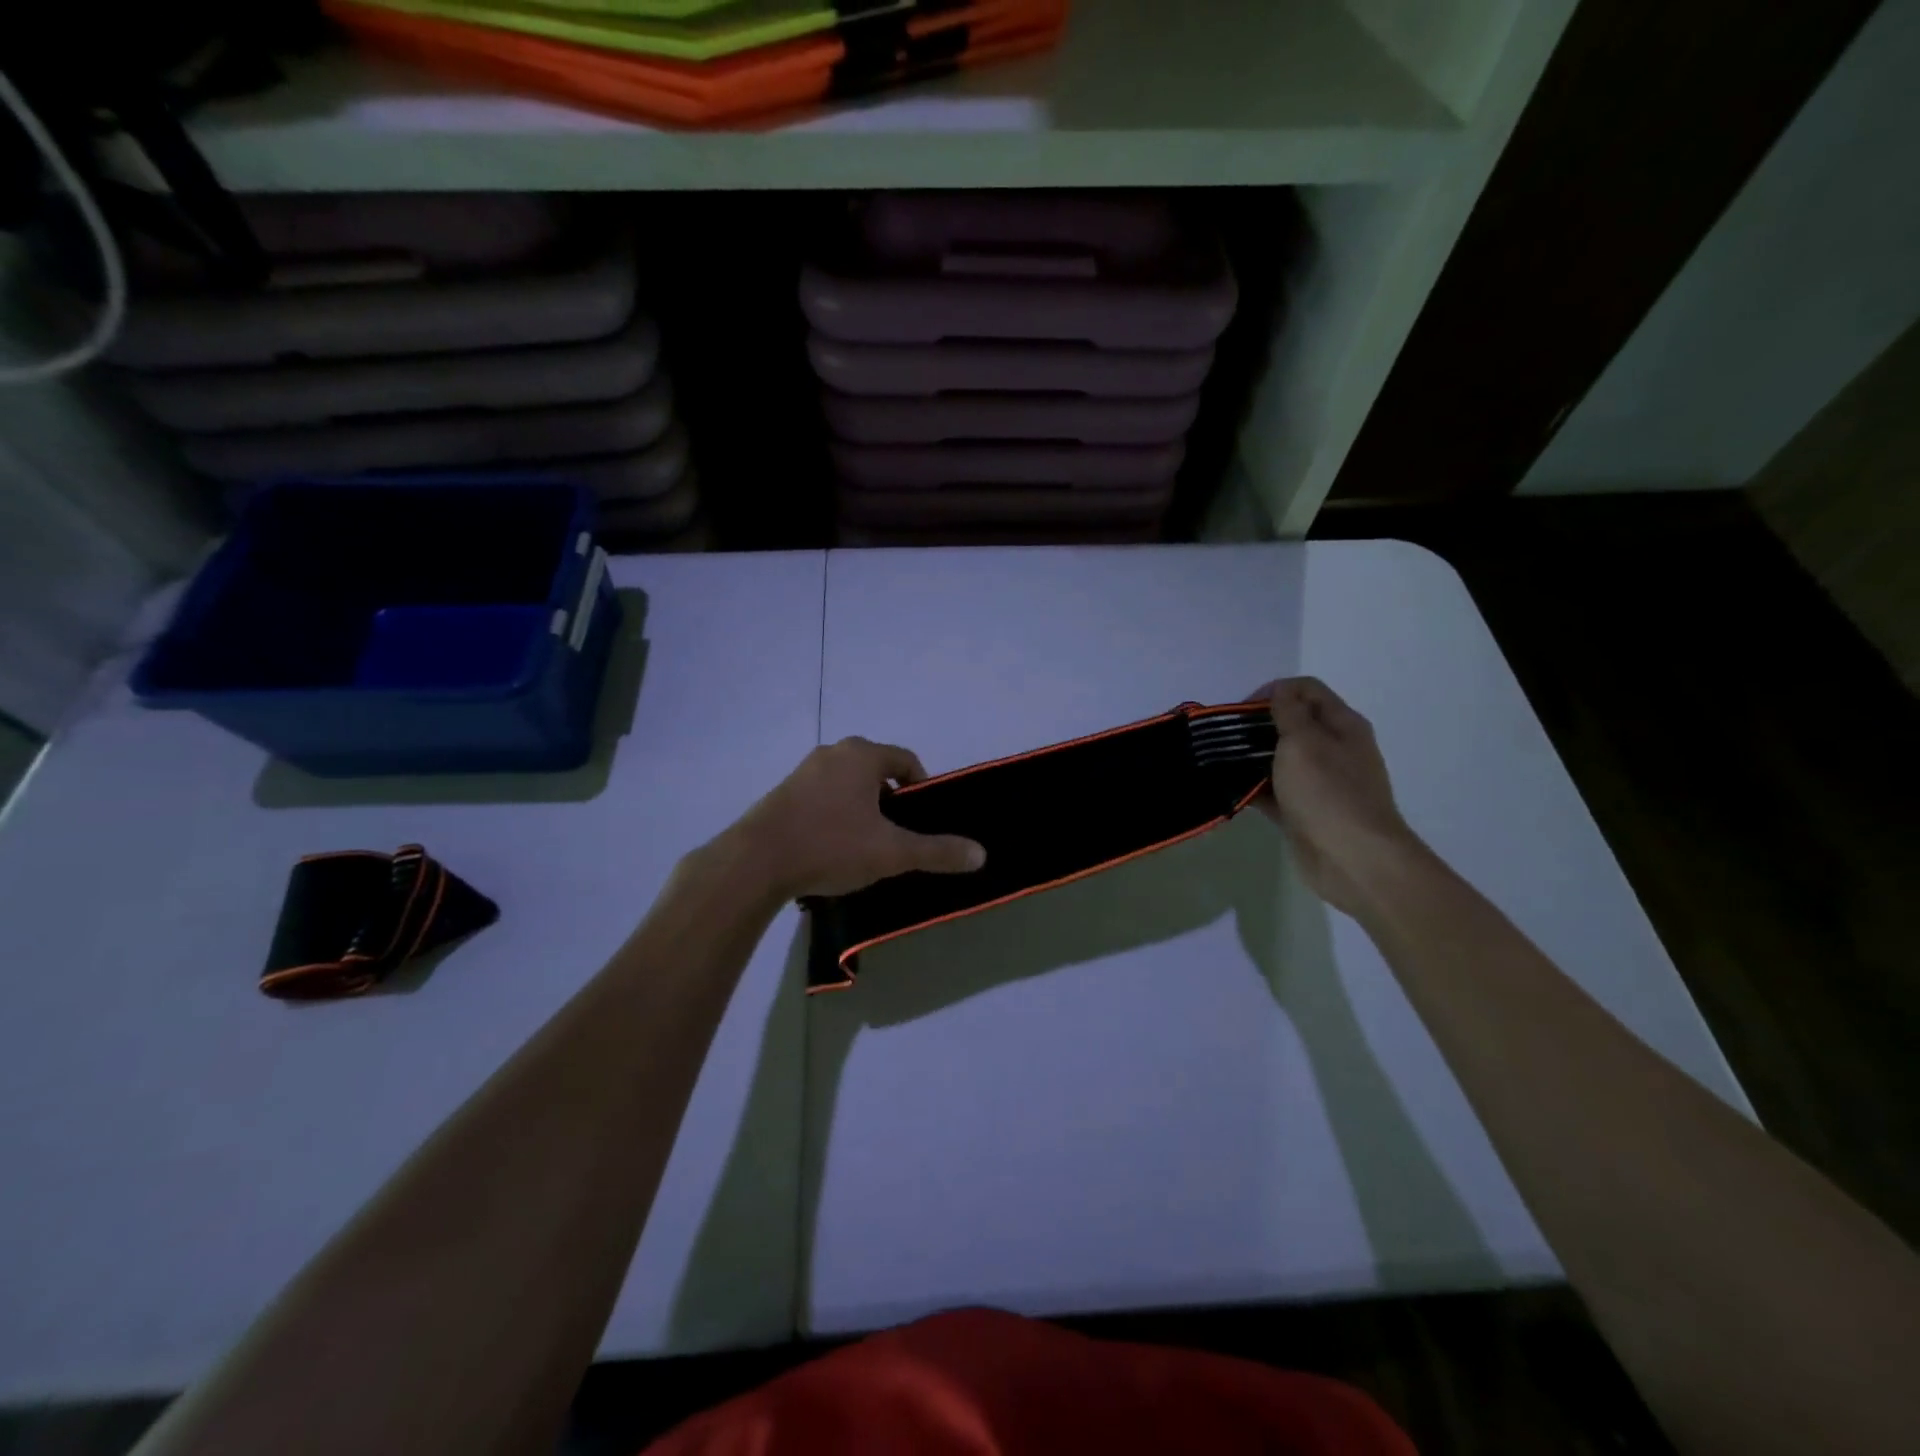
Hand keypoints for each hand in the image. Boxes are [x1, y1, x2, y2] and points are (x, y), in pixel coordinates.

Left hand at [724, 738, 985, 899]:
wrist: (755, 862)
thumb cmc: (830, 845)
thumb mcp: (891, 852)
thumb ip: (937, 851)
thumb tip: (981, 854)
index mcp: (862, 755)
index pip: (906, 761)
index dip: (922, 788)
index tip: (924, 819)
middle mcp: (833, 753)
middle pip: (876, 771)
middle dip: (891, 801)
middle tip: (897, 835)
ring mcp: (803, 772)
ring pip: (848, 785)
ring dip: (862, 809)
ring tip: (865, 846)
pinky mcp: (782, 793)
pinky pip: (822, 798)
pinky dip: (835, 816)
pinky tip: (832, 849)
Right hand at [1246, 677, 1423, 916]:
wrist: (1353, 859)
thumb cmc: (1328, 793)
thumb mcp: (1304, 742)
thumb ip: (1289, 713)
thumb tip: (1280, 692)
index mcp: (1342, 725)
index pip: (1306, 690)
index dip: (1273, 691)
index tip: (1241, 710)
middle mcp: (1334, 749)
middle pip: (1293, 723)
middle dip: (1258, 725)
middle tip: (1226, 736)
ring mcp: (1320, 782)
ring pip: (1281, 759)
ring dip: (1252, 757)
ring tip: (1220, 761)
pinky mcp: (1304, 811)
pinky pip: (1274, 791)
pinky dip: (1254, 788)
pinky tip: (1229, 789)